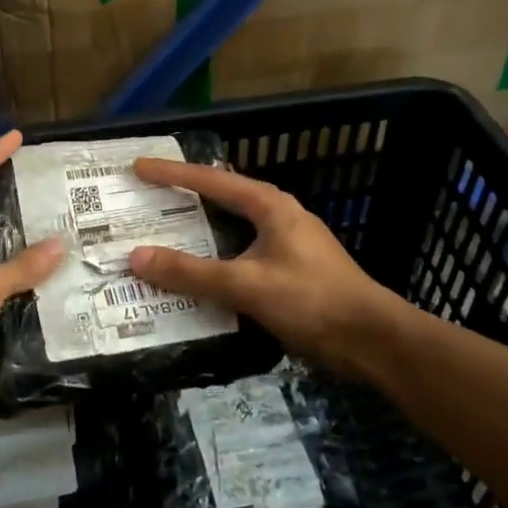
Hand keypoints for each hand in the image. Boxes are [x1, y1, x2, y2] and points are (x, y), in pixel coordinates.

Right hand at [128, 159, 397, 378]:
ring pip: (229, 230)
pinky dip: (213, 259)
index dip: (172, 173)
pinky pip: (238, 256)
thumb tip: (136, 257)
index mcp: (270, 205)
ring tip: (160, 237)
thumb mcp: (246, 284)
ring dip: (197, 233)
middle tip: (144, 201)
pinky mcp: (288, 271)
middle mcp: (277, 216)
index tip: (138, 167)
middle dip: (182, 200)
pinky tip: (194, 276)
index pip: (211, 180)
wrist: (371, 339)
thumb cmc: (312, 300)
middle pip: (220, 200)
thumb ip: (191, 272)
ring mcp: (285, 244)